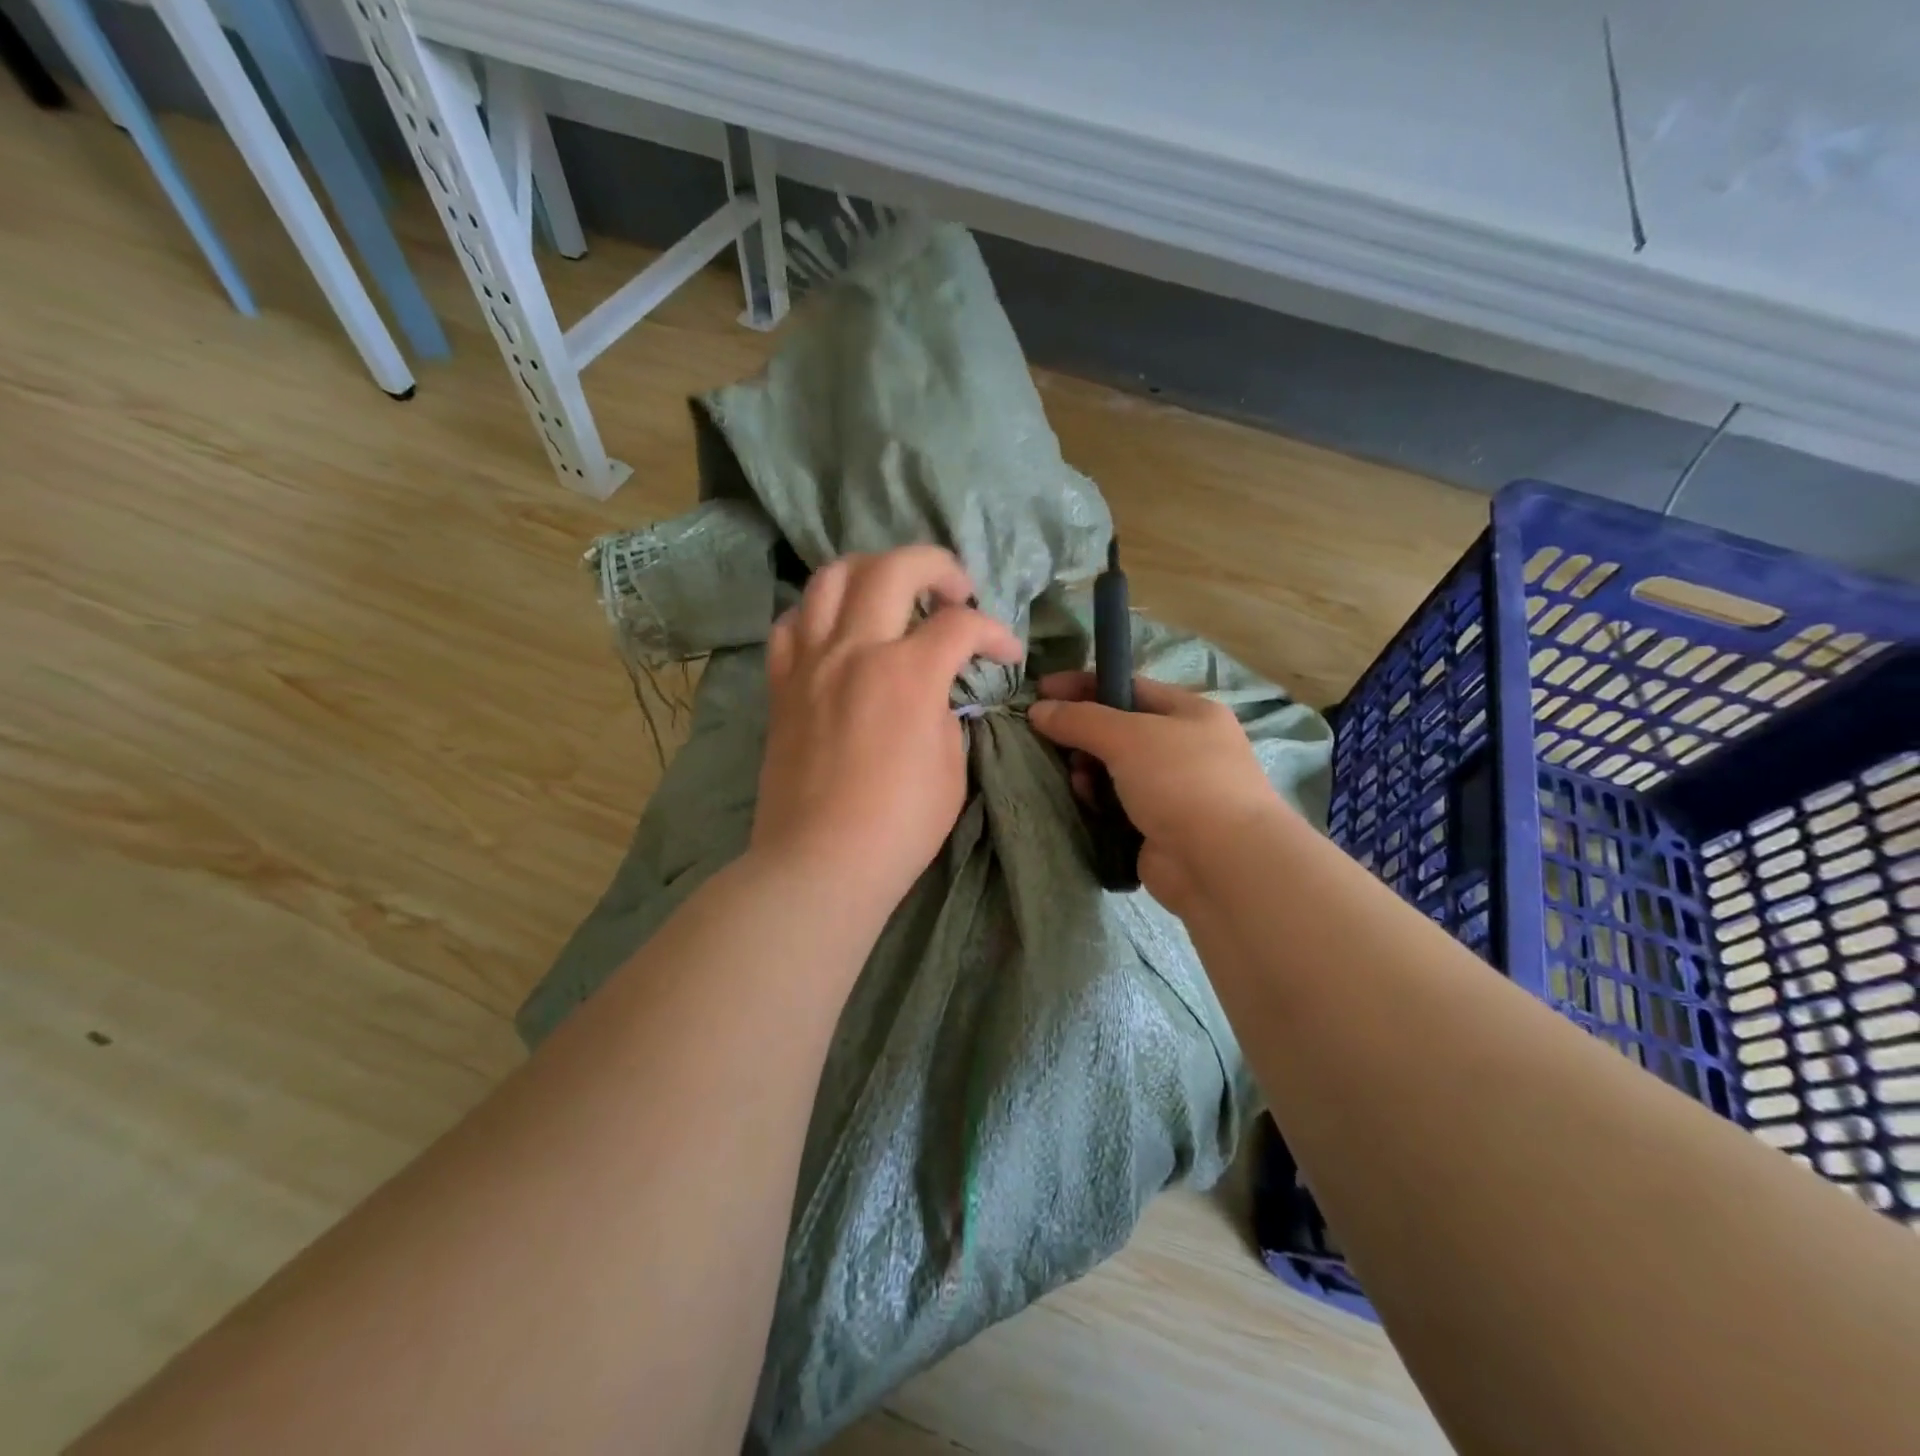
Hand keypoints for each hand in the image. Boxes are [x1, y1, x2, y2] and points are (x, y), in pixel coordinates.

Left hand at [752, 546, 1022, 919]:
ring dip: (872, 571)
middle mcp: (856, 649)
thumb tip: (937, 693)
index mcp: (908, 673)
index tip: (1007, 653)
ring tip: (892, 594)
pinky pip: (791, 622)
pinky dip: (818, 611)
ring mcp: (811, 662)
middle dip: (938, 566)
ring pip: (831, 577)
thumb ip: (946, 714)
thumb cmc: (899, 825)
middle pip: (895, 567)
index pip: (962, 624)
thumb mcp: (951, 768)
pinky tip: (838, 630)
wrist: (821, 862)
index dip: (995, 632)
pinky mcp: (782, 684)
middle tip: (956, 593)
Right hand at [1027, 672, 1286, 914]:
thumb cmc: (1181, 782)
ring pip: (1115, 771)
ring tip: (1076, 783)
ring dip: (1088, 772)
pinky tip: (1088, 808)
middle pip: (1119, 731)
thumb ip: (1080, 719)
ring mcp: (1174, 790)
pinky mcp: (1160, 827)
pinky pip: (1118, 806)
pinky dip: (1099, 804)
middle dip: (1082, 735)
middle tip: (1051, 744)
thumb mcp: (1128, 737)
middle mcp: (1185, 747)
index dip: (1083, 686)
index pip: (1128, 687)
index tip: (1040, 691)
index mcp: (1190, 712)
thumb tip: (1038, 709)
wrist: (1222, 863)